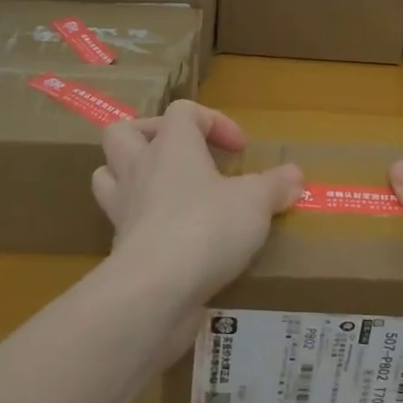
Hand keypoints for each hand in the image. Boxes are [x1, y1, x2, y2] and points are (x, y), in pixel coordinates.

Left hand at [94, 100, 302, 299]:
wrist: (155, 292)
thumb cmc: (206, 227)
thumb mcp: (255, 202)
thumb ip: (275, 186)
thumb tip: (295, 175)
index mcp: (172, 145)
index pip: (183, 110)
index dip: (214, 121)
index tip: (239, 150)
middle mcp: (140, 169)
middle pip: (124, 133)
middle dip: (150, 136)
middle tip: (183, 155)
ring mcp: (123, 209)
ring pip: (107, 176)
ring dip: (131, 177)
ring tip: (165, 191)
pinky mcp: (118, 248)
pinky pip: (121, 223)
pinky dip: (142, 224)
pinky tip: (172, 239)